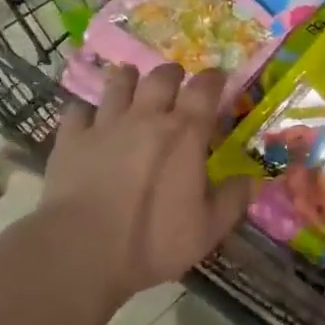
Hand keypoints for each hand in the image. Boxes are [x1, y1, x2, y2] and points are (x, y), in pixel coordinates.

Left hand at [41, 63, 257, 301]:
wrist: (82, 250)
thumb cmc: (152, 240)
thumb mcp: (207, 230)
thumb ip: (232, 200)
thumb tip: (252, 181)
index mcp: (185, 132)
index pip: (204, 89)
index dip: (213, 79)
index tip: (217, 79)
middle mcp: (147, 116)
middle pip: (161, 77)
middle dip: (171, 74)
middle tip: (174, 81)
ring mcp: (106, 124)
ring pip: (118, 83)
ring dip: (128, 79)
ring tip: (131, 81)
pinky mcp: (72, 139)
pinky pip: (77, 111)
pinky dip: (84, 111)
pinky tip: (87, 118)